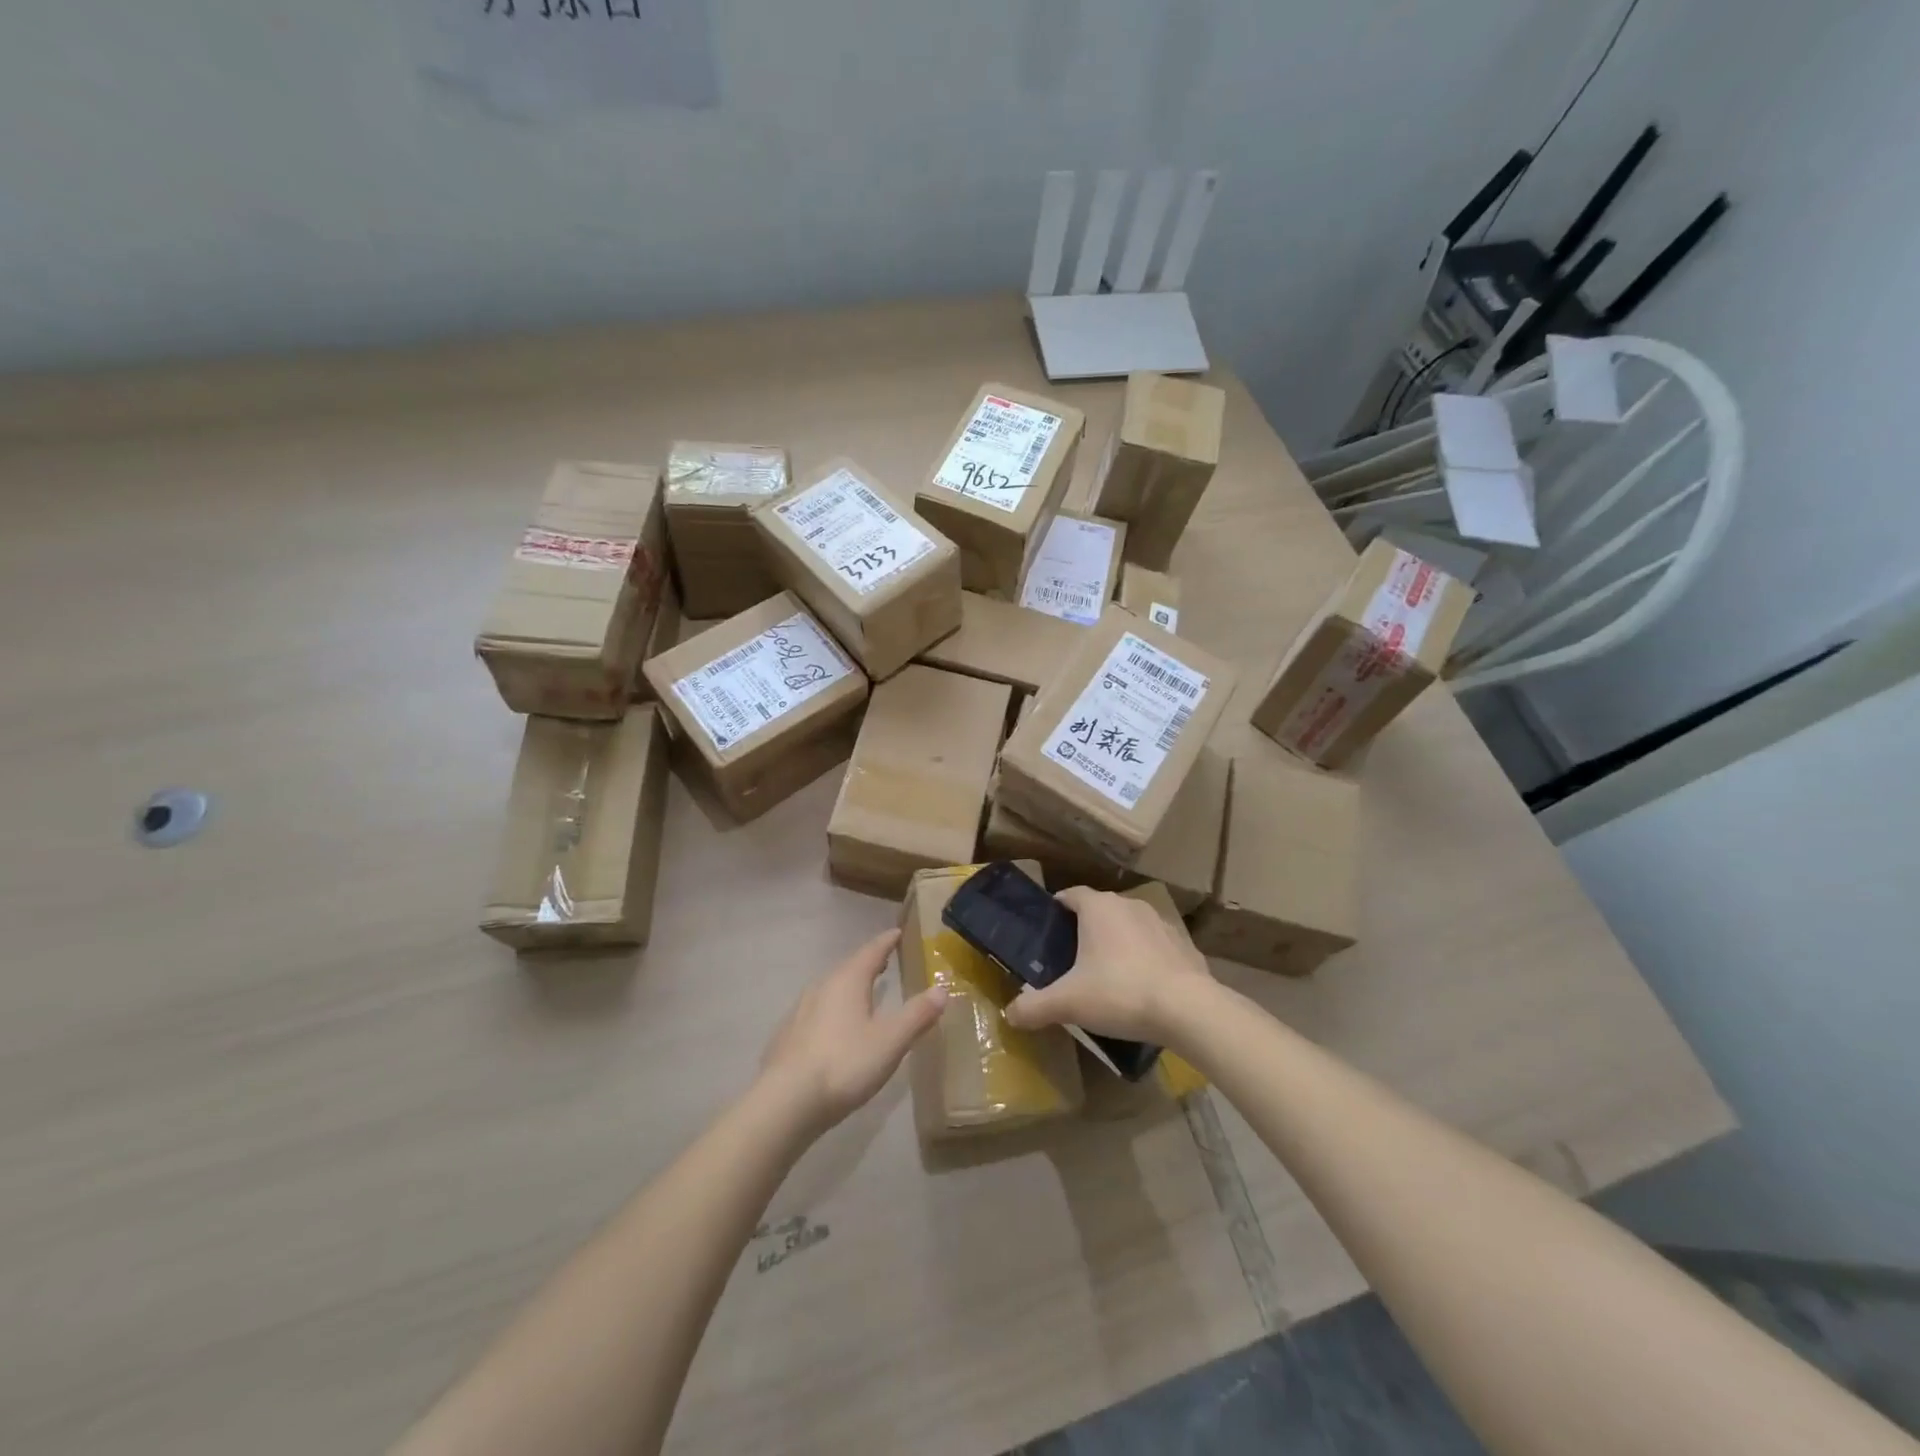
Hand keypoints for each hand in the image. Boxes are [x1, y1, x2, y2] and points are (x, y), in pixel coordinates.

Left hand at [758, 930, 946, 1132]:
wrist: (786, 1102)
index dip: (886, 942)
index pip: (871, 951)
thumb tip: (941, 989)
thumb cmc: (844, 1064)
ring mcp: (800, 1010)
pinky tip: (834, 1027)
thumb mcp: (891, 1041)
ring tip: (863, 992)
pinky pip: (816, 1010)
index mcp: (848, 981)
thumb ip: (917, 1014)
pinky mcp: (787, 1035)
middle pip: (849, 967)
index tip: (896, 932)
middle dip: (868, 963)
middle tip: (884, 961)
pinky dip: (832, 1009)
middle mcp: (822, 987)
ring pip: (830, 988)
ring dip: (848, 986)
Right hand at [1002, 886, 1212, 1041]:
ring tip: (1107, 974)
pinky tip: (1142, 987)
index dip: (1058, 908)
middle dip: (1086, 929)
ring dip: (1118, 943)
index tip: (1048, 928)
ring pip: (1129, 926)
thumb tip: (1008, 1015)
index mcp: (1098, 908)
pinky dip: (1145, 959)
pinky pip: (1156, 946)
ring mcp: (1161, 922)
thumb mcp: (1068, 1003)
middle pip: (1100, 910)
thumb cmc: (1119, 993)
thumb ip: (1033, 1007)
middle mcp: (1129, 905)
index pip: (1071, 895)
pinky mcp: (1184, 945)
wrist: (1188, 1009)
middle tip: (1072, 958)